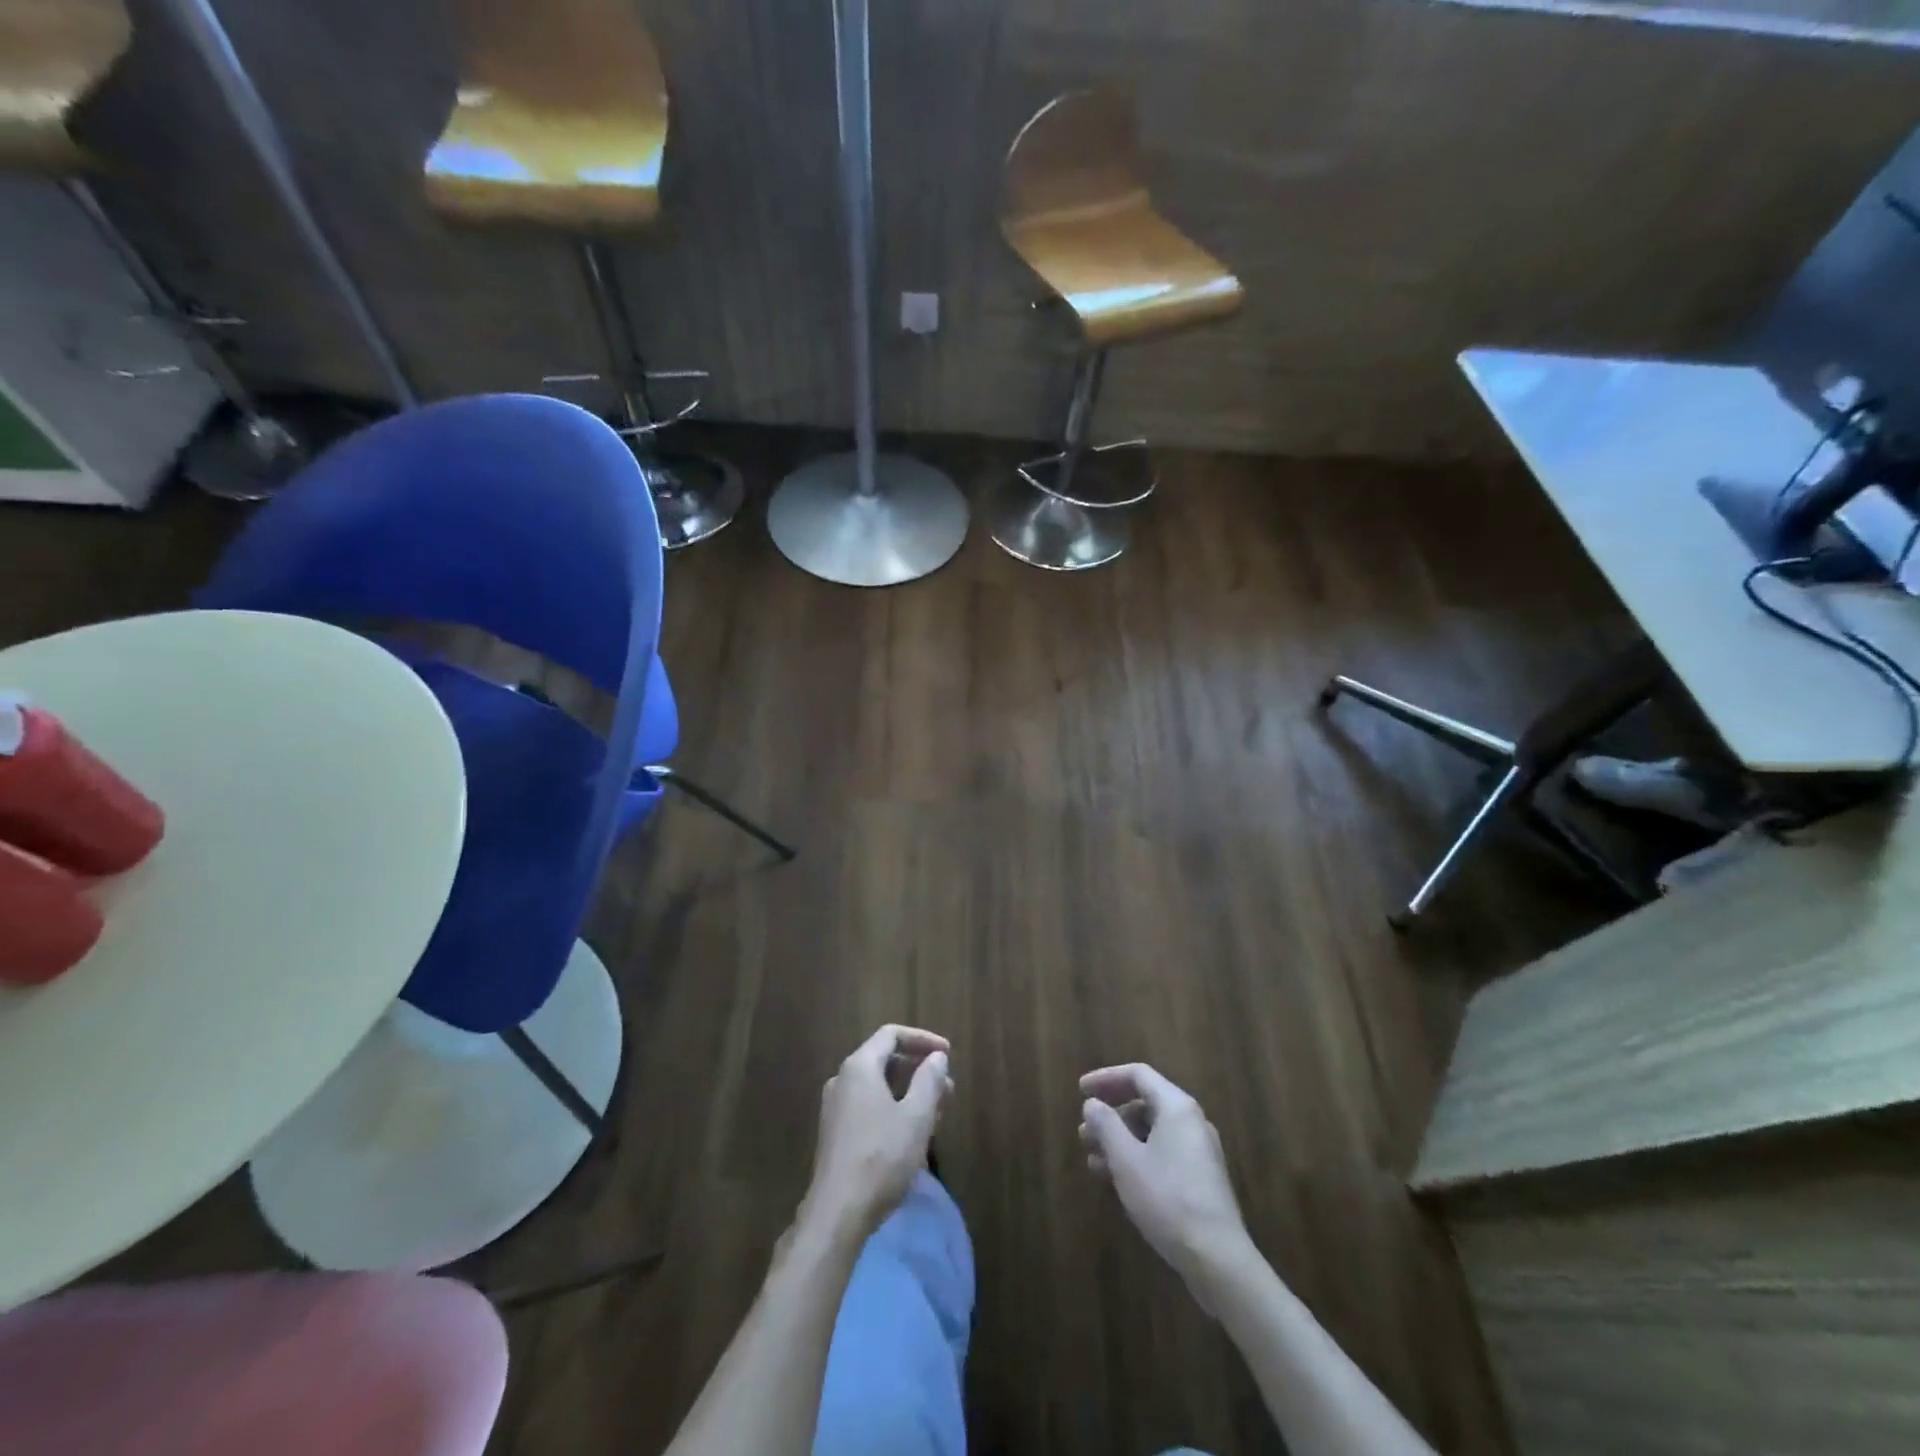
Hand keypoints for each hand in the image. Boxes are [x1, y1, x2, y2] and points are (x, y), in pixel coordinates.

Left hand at [802, 1025, 952, 1240]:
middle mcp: (843, 1079)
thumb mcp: (916, 1117)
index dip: (923, 1039)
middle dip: (919, 1069)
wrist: (837, 1213)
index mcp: (860, 1067)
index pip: (892, 1035)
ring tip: (936, 1112)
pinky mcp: (836, 1132)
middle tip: (947, 1087)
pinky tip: (912, 1133)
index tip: (948, 1054)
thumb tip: (937, 1057)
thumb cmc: (881, 1157)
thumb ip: (930, 1080)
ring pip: (878, 1086)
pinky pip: (869, 1105)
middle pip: (885, 1059)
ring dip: (909, 1091)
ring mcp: (836, 1107)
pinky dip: (893, 1107)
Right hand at [1080, 1063, 1249, 1286]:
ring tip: (1093, 1161)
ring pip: (1152, 1132)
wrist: (1218, 1258)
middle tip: (1083, 1133)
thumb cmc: (1167, 1199)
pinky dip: (1137, 1158)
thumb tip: (1092, 1103)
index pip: (1138, 1075)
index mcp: (1177, 1107)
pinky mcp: (1200, 1178)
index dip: (1106, 1078)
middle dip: (1110, 1116)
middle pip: (1145, 1103)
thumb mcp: (1126, 1160)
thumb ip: (1106, 1125)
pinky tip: (1118, 1181)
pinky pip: (1162, 1153)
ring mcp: (1199, 1151)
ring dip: (1120, 1141)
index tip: (1080, 1091)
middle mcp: (1191, 1121)